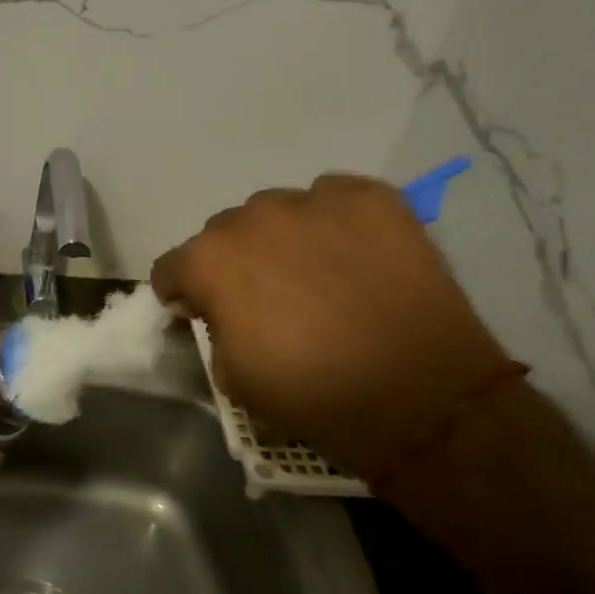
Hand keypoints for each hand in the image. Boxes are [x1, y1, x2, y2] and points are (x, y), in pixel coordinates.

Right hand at [151, 174, 513, 478]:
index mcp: (209, 260)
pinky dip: (334, 222)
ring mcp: (313, 200)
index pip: (172, 268)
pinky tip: (356, 256)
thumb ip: (212, 329)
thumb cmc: (313, 393)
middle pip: (225, 234)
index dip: (183, 293)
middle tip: (269, 298)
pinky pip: (333, 198)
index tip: (203, 313)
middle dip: (236, 262)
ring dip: (284, 238)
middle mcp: (251, 217)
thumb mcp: (233, 376)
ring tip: (319, 274)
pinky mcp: (370, 197)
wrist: (422, 395)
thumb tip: (217, 309)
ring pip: (278, 211)